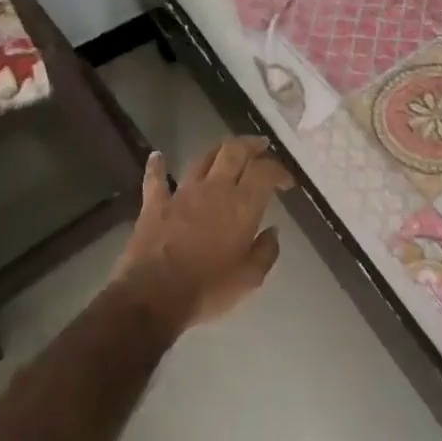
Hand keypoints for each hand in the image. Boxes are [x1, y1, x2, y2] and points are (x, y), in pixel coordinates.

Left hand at [115, 137, 294, 330]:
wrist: (153, 296)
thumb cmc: (208, 288)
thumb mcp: (249, 278)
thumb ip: (266, 251)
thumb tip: (273, 232)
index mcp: (242, 205)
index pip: (266, 171)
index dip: (280, 170)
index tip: (287, 181)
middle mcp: (215, 189)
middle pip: (235, 151)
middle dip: (251, 144)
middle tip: (261, 146)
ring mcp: (182, 192)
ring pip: (203, 158)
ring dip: (217, 150)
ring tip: (227, 150)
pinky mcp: (155, 203)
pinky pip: (156, 178)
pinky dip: (157, 166)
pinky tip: (158, 156)